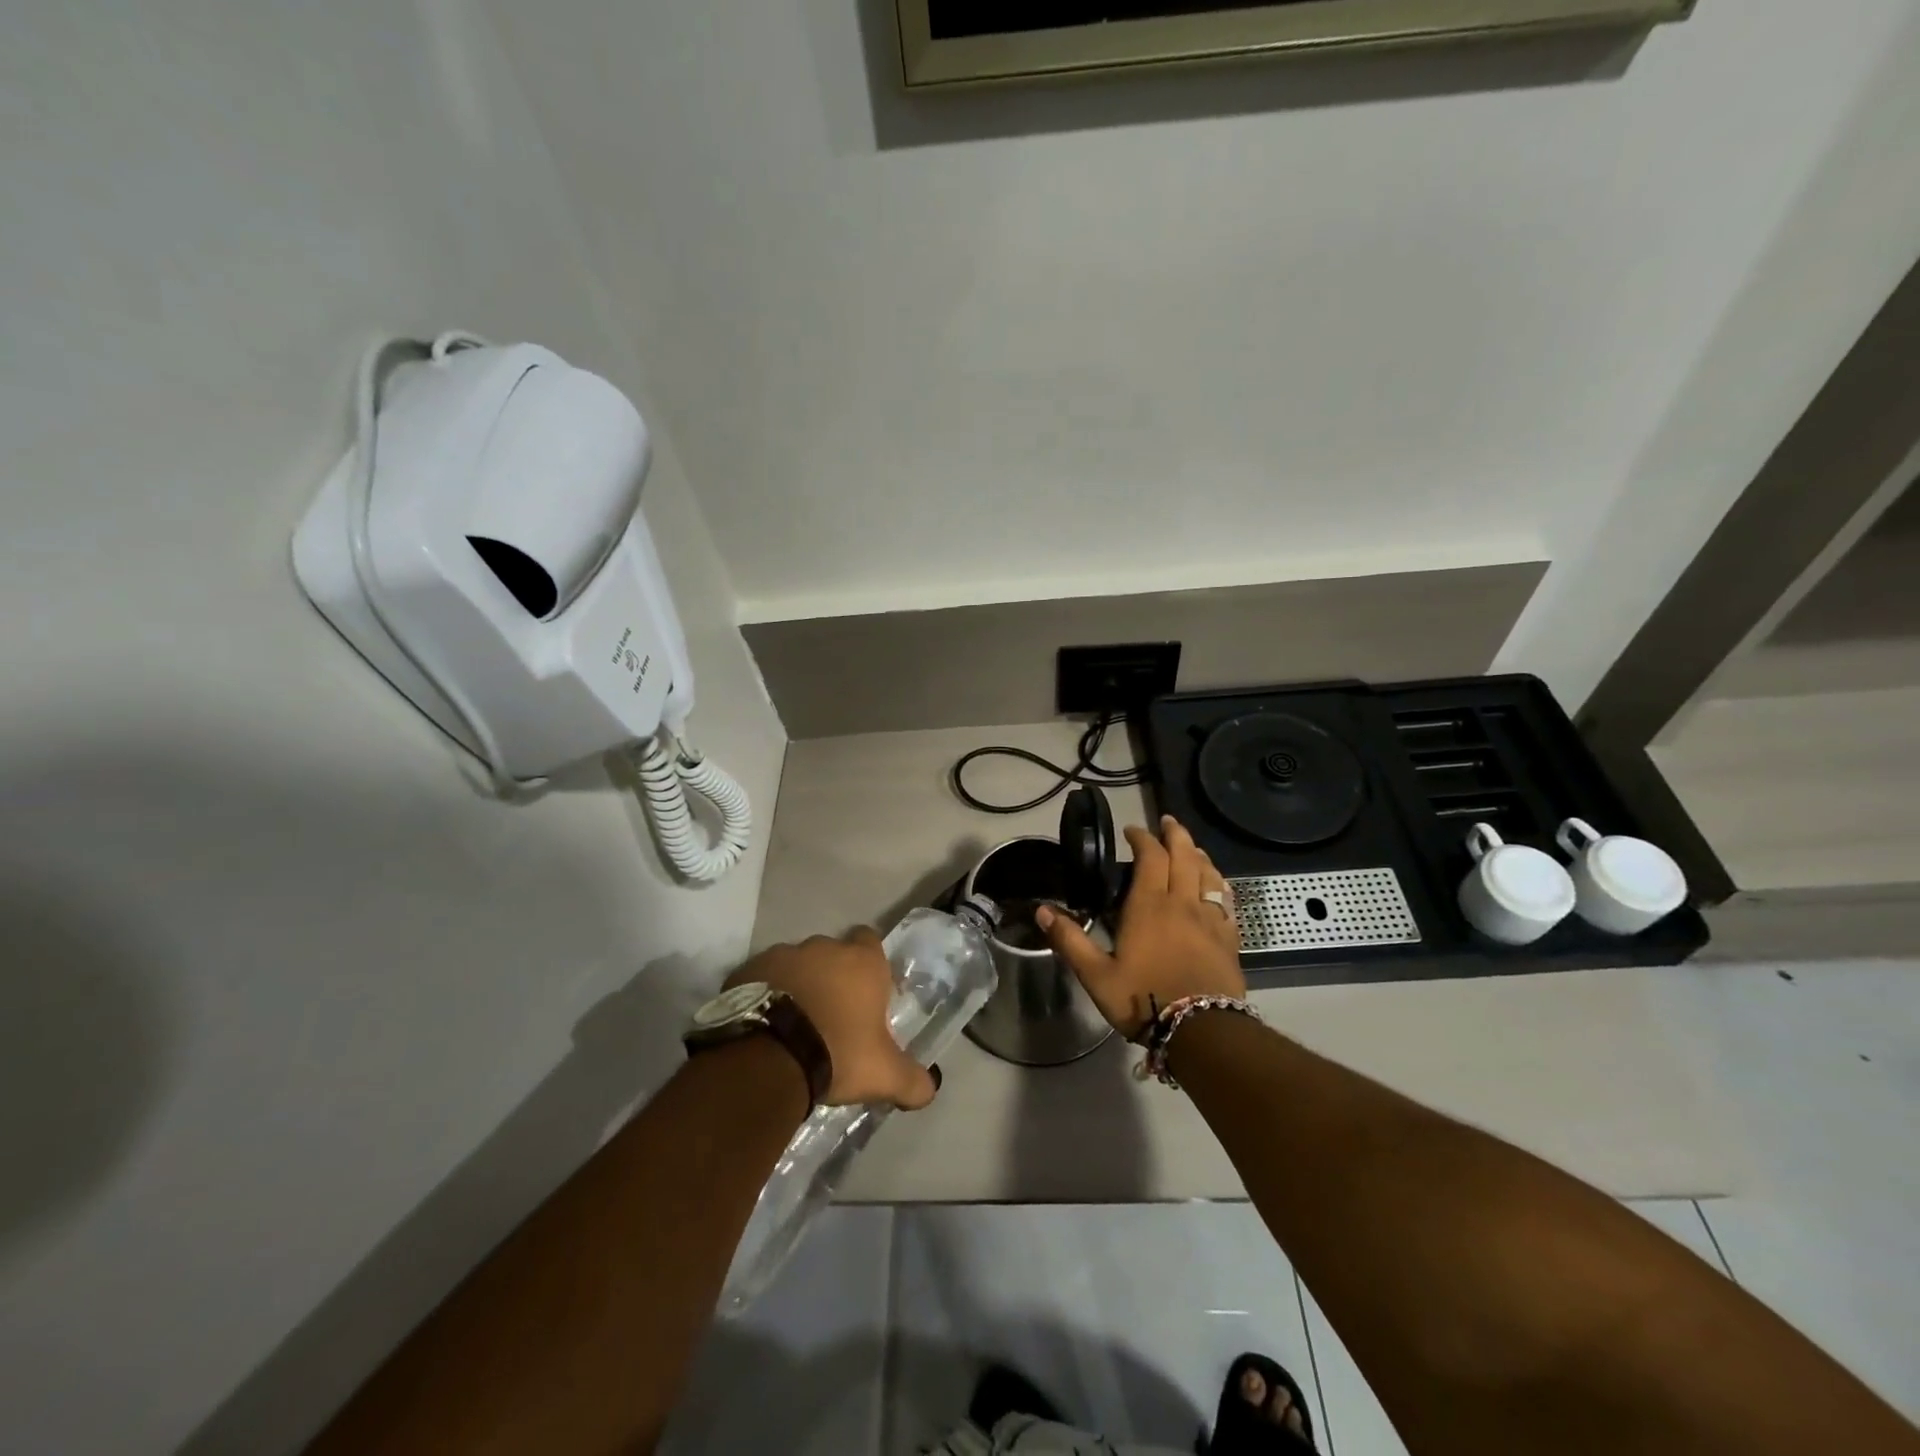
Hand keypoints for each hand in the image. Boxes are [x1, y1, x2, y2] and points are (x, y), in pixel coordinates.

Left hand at [726, 929, 938, 1110]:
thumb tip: (931, 1089)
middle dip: (832, 976)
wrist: (768, 1056)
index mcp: (862, 961)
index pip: (871, 941)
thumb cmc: (838, 1053)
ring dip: (798, 984)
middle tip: (831, 1015)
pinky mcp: (748, 969)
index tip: (866, 991)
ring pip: (796, 964)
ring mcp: (783, 954)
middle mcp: (824, 948)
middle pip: (832, 954)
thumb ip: (913, 1080)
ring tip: (794, 1023)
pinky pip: (762, 977)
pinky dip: (766, 993)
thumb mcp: (884, 1075)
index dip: (869, 964)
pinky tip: (764, 1025)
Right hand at [1037, 815, 1245, 1040]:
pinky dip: (1219, 883)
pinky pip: (1226, 899)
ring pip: (1208, 873)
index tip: (1132, 831)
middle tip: (1166, 822)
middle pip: (1184, 855)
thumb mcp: (1096, 975)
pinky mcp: (1229, 937)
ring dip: (1198, 854)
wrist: (1202, 1031)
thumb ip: (1070, 940)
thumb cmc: (1144, 999)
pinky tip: (1217, 885)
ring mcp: (1210, 918)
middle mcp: (1182, 902)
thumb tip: (1042, 912)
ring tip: (1191, 847)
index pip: (1150, 857)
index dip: (1142, 838)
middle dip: (1174, 834)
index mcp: (1149, 905)